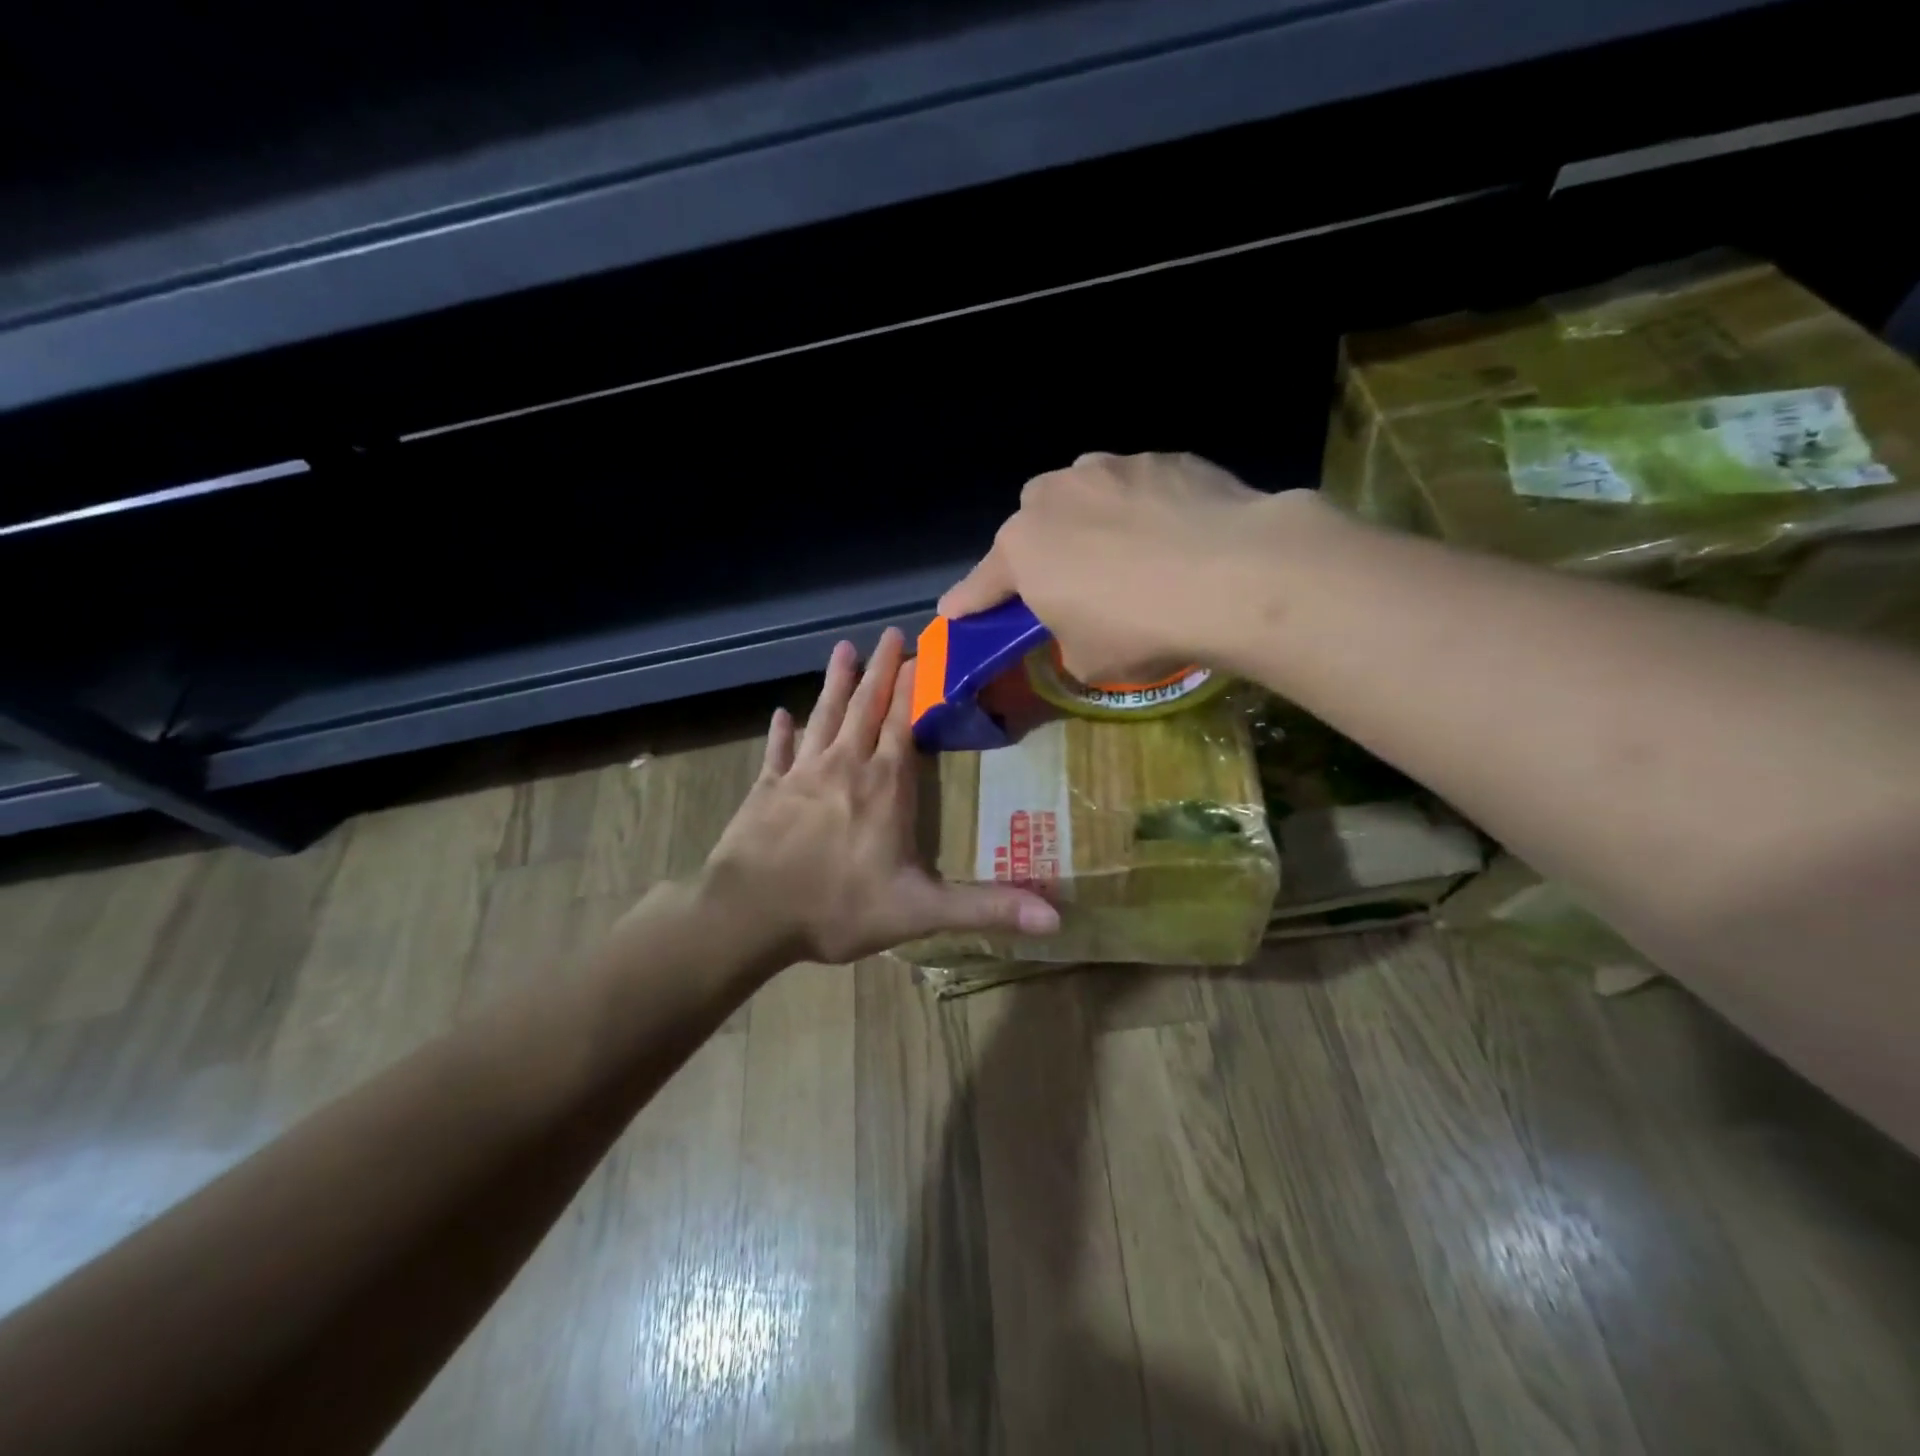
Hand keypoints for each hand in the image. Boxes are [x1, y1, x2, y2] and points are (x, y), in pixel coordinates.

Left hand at [701, 628, 1060, 965]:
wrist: (747, 915)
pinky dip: (780, 733)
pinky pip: (776, 752)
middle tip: (889, 634)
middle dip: (881, 671)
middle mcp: (844, 767)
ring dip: (835, 684)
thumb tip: (1057, 919)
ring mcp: (799, 774)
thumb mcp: (921, 911)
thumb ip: (986, 908)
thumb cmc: (837, 908)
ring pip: (823, 717)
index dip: (914, 687)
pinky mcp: (765, 790)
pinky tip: (780, 715)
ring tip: (843, 650)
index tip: (921, 652)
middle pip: (865, 708)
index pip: (904, 723)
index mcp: (884, 786)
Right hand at [939, 451, 1322, 682]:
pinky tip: (1174, 537)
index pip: (982, 583)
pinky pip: (1138, 487)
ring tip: (1130, 555)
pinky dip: (1145, 510)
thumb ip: (1067, 638)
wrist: (1233, 575)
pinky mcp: (1165, 457)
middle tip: (1070, 583)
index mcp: (1023, 549)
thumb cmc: (1140, 628)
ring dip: (1091, 521)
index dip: (968, 602)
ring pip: (1084, 494)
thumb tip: (1080, 626)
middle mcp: (1055, 496)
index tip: (953, 612)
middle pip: (1032, 523)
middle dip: (1042, 550)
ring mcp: (1111, 468)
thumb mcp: (1088, 660)